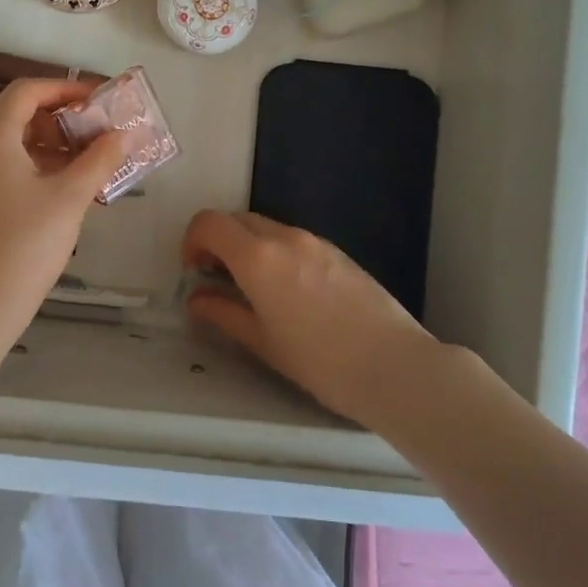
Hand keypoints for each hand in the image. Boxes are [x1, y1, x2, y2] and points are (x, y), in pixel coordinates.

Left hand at [0, 79, 125, 348]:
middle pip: (23, 113)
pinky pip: (15, 166)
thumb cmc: (24, 243)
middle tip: (101, 127)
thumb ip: (99, 160)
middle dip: (64, 116)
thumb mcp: (69, 197)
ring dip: (57, 143)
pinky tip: (74, 184)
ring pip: (20, 142)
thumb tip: (125, 134)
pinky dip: (44, 165)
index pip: (28, 90)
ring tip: (96, 156)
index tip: (100, 98)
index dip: (65, 87)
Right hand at [181, 210, 436, 422]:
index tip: (195, 272)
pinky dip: (276, 252)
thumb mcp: (262, 342)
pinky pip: (293, 240)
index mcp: (257, 256)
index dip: (192, 241)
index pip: (209, 223)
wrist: (394, 366)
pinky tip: (290, 292)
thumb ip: (223, 313)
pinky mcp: (337, 252)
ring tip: (255, 290)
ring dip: (248, 247)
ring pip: (266, 228)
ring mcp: (314, 241)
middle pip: (236, 220)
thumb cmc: (320, 361)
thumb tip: (197, 299)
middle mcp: (283, 237)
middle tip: (219, 280)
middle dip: (219, 242)